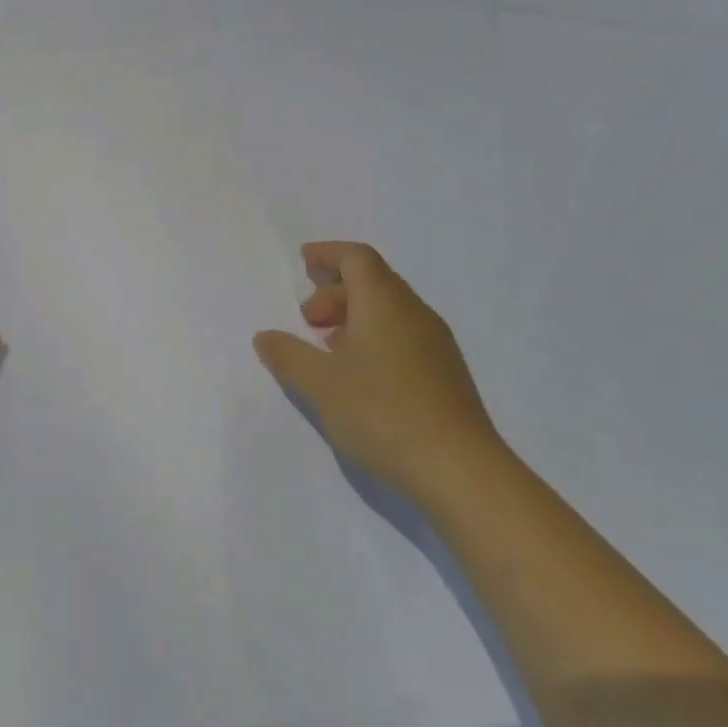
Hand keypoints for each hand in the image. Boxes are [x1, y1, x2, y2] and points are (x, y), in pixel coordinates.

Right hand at [253, 241, 503, 505]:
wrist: (461, 472)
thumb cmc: (382, 413)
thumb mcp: (320, 384)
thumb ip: (288, 355)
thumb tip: (266, 337)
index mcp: (384, 303)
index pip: (357, 258)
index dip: (328, 254)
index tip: (304, 261)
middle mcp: (414, 314)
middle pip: (374, 281)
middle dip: (335, 291)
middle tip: (307, 319)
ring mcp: (436, 345)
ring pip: (390, 310)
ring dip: (354, 316)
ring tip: (328, 347)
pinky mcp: (446, 375)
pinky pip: (403, 336)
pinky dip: (374, 338)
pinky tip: (360, 375)